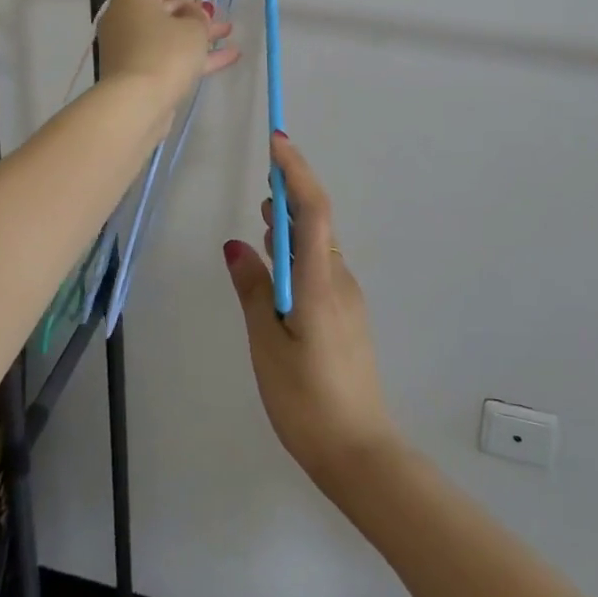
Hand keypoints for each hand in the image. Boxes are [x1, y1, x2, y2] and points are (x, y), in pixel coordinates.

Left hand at [98, 0, 236, 117]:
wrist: (136, 105)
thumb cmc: (165, 53)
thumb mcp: (193, 28)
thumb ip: (199, 16)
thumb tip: (194, 14)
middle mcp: (127, 16)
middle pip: (167, 6)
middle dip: (196, 8)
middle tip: (218, 7)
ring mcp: (131, 45)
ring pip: (170, 33)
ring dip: (199, 32)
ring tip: (229, 30)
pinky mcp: (138, 71)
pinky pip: (170, 55)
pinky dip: (195, 54)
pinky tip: (228, 56)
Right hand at [224, 135, 398, 491]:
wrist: (360, 454)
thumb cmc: (307, 402)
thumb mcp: (268, 346)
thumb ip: (254, 291)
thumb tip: (236, 245)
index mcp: (319, 281)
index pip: (311, 208)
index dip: (296, 171)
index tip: (277, 142)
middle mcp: (339, 279)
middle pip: (318, 221)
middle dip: (291, 192)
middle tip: (263, 180)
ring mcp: (347, 297)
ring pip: (319, 244)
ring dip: (293, 224)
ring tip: (264, 218)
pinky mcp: (346, 315)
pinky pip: (322, 266)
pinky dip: (299, 252)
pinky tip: (278, 269)